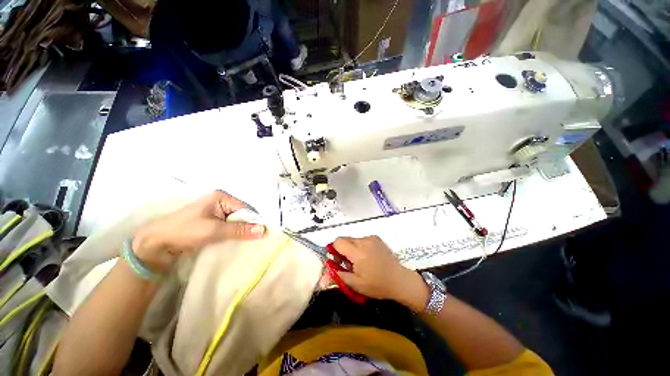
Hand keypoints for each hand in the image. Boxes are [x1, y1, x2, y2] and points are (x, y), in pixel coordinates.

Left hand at [132, 191, 265, 271]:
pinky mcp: (214, 222)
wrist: (157, 243)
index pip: (246, 208)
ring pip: (238, 221)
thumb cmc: (184, 231)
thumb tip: (263, 230)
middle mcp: (222, 202)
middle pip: (243, 214)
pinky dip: (235, 234)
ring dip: (243, 231)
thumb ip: (239, 230)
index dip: (254, 221)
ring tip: (251, 242)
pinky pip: (231, 226)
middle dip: (249, 227)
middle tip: (258, 240)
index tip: (263, 235)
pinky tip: (239, 241)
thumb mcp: (213, 230)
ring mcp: (218, 212)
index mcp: (222, 197)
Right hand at [333, 236, 429, 311]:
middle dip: (342, 250)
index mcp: (358, 251)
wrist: (400, 280)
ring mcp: (371, 238)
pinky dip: (359, 247)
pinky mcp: (377, 238)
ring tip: (359, 262)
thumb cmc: (377, 285)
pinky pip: (361, 239)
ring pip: (353, 239)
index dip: (334, 250)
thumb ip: (337, 276)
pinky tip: (367, 257)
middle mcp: (364, 240)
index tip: (337, 261)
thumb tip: (322, 277)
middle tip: (348, 264)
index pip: (338, 242)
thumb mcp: (355, 284)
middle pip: (345, 239)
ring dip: (351, 248)